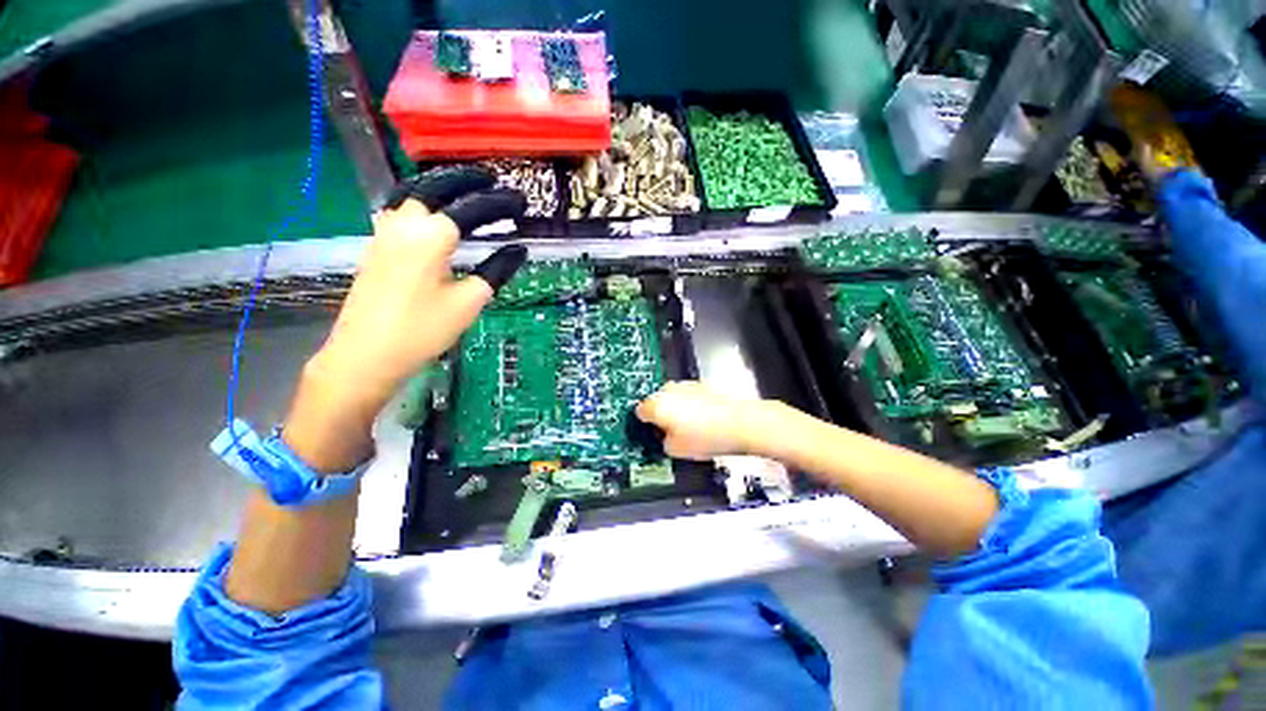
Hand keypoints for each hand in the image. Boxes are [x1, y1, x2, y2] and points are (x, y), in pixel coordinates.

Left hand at [312, 168, 526, 403]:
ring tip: (463, 191)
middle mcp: (405, 223)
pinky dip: (422, 201)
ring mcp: (385, 232)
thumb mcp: (469, 301)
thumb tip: (517, 250)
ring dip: (440, 186)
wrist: (366, 354)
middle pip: (435, 186)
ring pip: (413, 193)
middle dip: (465, 179)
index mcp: (432, 235)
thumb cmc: (423, 329)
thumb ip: (496, 270)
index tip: (521, 202)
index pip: (473, 208)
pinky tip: (433, 215)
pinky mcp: (377, 245)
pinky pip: (400, 209)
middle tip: (490, 181)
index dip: (500, 203)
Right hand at [635, 381, 770, 459]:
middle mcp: (668, 390)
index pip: (640, 412)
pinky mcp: (701, 384)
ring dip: (675, 409)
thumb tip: (664, 435)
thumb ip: (662, 441)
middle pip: (656, 402)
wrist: (740, 423)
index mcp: (657, 405)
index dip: (645, 424)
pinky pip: (687, 395)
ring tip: (690, 428)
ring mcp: (685, 385)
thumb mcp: (675, 450)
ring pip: (672, 398)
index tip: (652, 433)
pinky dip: (690, 405)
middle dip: (660, 415)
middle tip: (671, 433)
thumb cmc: (707, 437)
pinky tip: (703, 420)